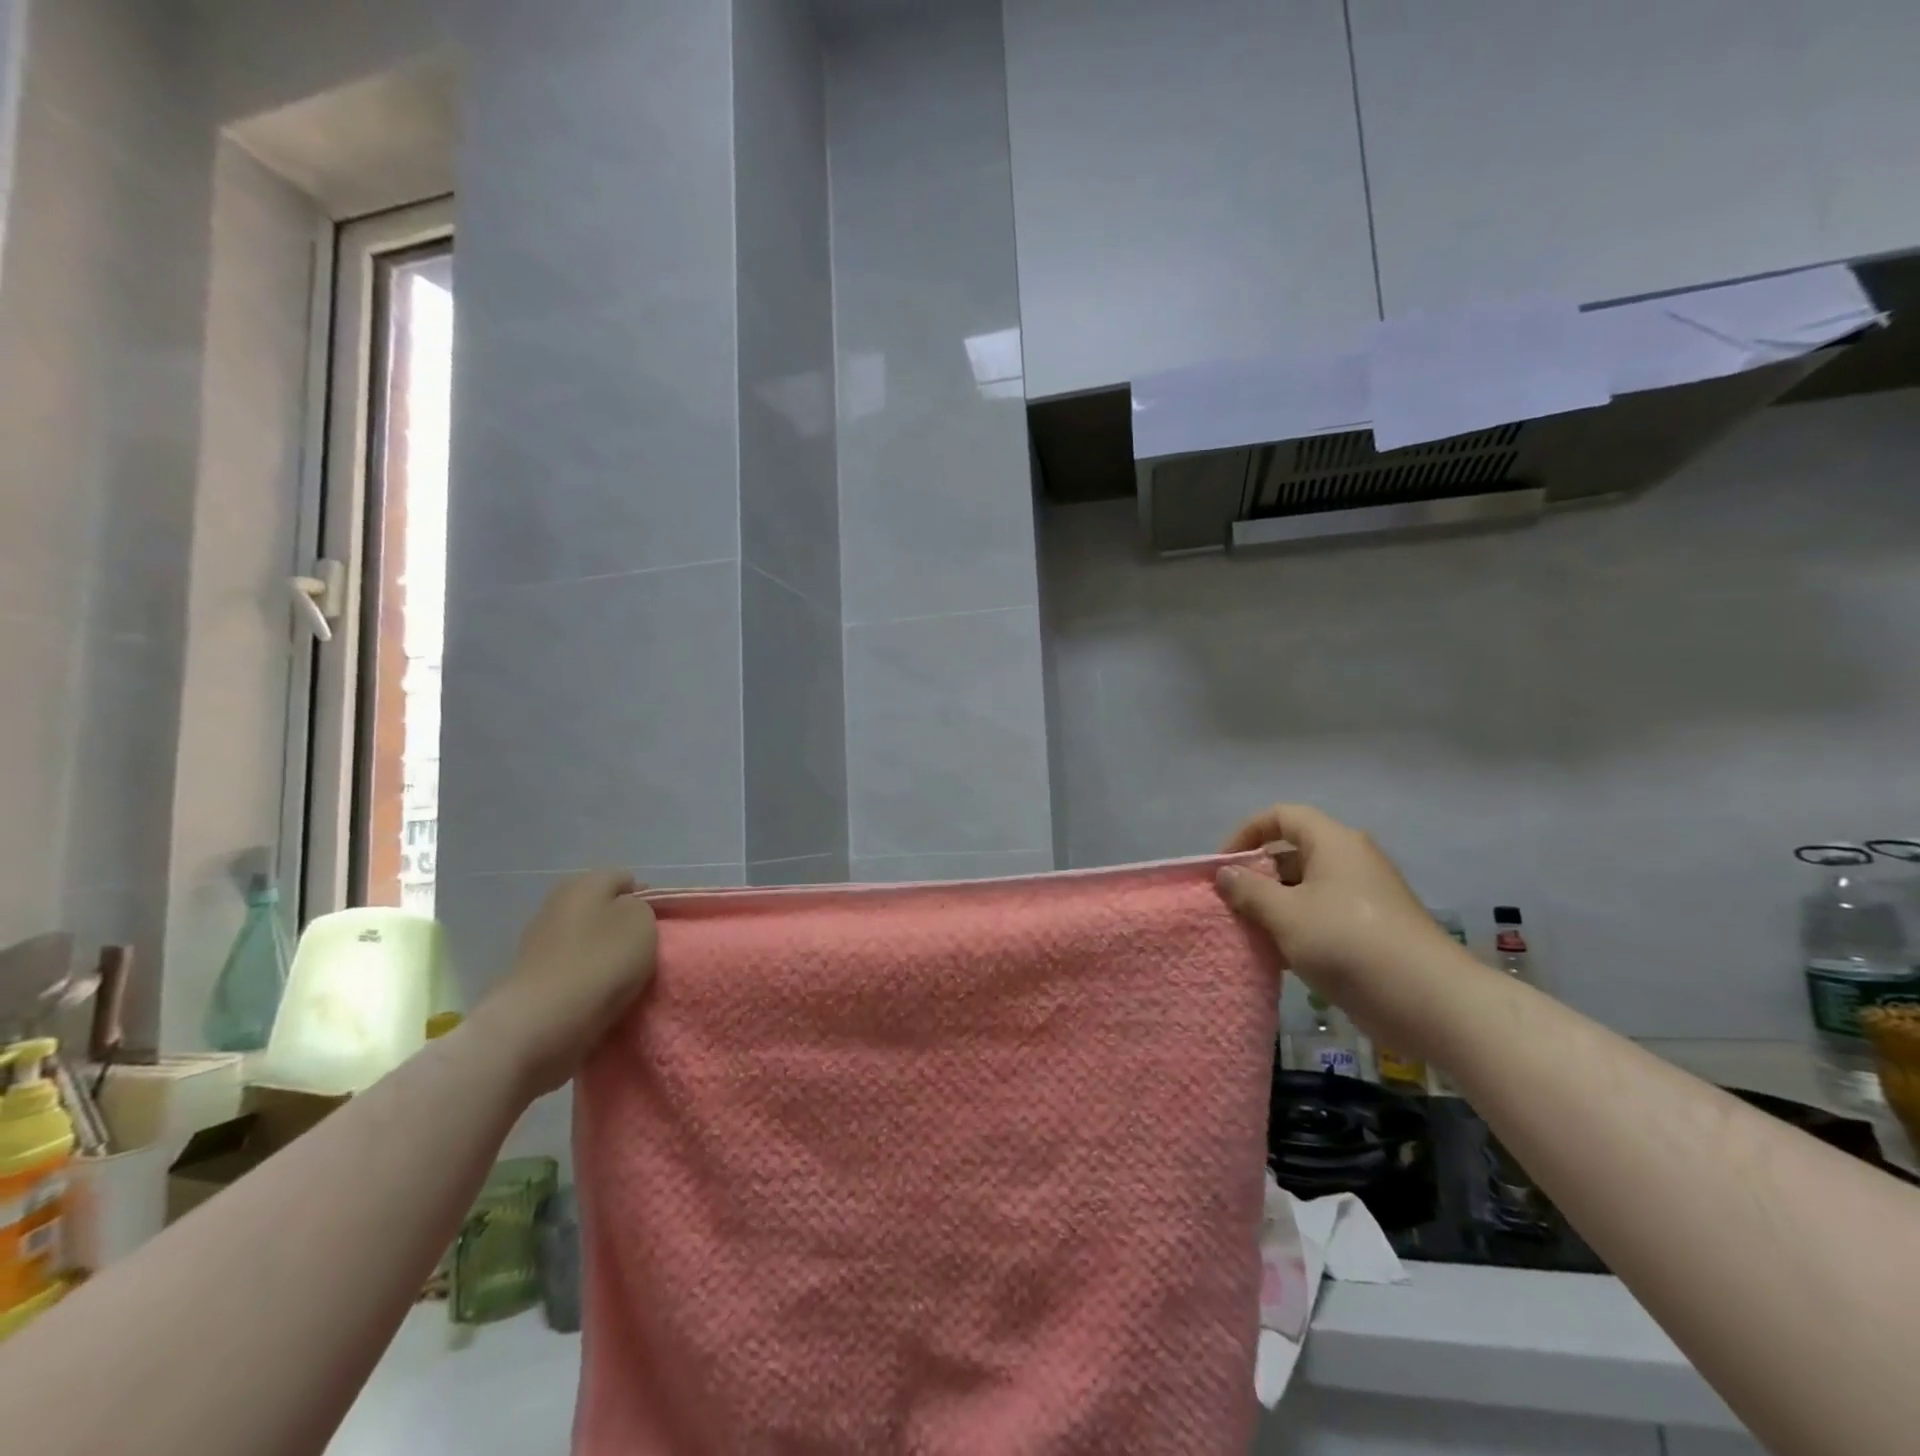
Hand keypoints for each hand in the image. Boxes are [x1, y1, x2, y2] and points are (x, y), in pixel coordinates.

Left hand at [473, 871, 658, 1094]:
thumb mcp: (642, 922)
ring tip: (624, 979)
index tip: (660, 926)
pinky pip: (573, 971)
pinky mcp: (533, 980)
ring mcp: (539, 944)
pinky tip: (600, 996)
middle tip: (643, 951)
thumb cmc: (599, 963)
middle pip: (603, 910)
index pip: (626, 879)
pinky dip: (587, 980)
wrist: (540, 1025)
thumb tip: (626, 913)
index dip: (648, 899)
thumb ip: (641, 908)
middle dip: (622, 927)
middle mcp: (556, 905)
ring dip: (604, 956)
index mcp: (583, 884)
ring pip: (587, 941)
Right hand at [1216, 804, 1473, 1048]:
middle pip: (1293, 852)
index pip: (1282, 816)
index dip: (1247, 832)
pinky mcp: (1373, 930)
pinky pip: (1324, 915)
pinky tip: (1280, 957)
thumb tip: (1225, 873)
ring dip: (1275, 906)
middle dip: (1258, 875)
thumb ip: (1249, 890)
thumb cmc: (1347, 943)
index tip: (1224, 865)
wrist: (1429, 1001)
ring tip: (1250, 933)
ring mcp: (1365, 896)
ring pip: (1307, 888)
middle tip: (1231, 904)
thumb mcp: (1285, 914)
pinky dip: (1299, 928)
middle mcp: (1351, 860)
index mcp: (1333, 843)